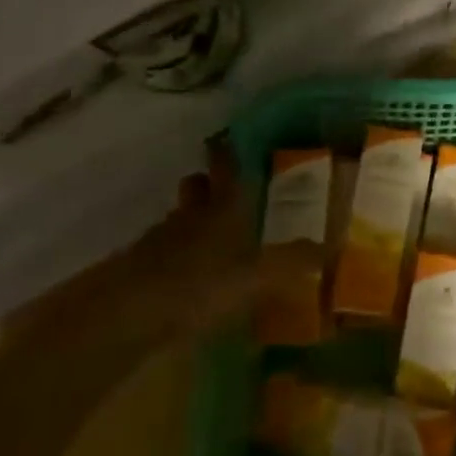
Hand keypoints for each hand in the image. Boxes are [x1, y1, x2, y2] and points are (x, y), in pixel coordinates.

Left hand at [11, 145, 318, 356]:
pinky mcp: (138, 270)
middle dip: (208, 186)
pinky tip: (188, 278)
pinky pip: (164, 252)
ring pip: (180, 219)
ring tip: (212, 239)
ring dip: (192, 222)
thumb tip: (330, 248)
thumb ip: (293, 262)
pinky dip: (176, 257)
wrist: (125, 315)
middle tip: (226, 192)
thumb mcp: (258, 277)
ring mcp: (160, 241)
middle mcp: (192, 215)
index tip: (230, 139)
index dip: (228, 152)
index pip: (226, 166)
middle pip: (198, 189)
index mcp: (223, 207)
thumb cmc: (200, 284)